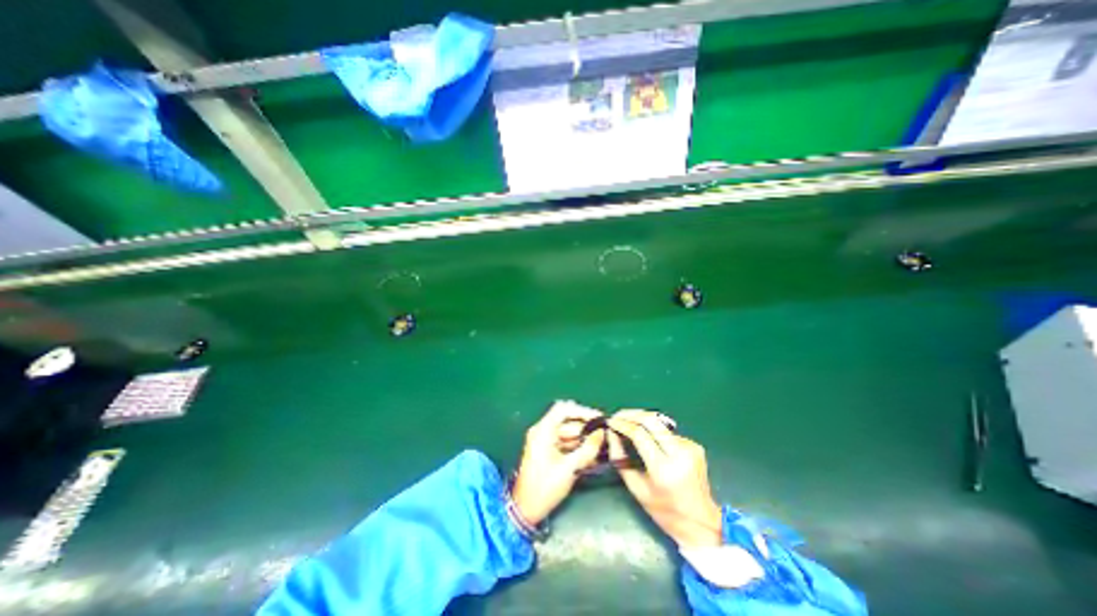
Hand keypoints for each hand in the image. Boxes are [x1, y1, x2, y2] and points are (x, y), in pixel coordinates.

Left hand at [514, 403, 608, 527]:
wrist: (525, 510)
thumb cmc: (544, 488)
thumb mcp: (569, 469)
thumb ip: (587, 449)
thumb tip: (601, 434)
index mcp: (543, 430)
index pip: (564, 409)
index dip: (582, 411)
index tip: (599, 418)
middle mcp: (543, 431)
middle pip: (568, 421)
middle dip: (587, 428)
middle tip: (604, 435)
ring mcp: (544, 441)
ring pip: (569, 433)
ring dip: (584, 439)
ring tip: (601, 447)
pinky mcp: (547, 450)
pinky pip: (566, 442)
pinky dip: (578, 447)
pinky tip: (592, 456)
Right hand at [603, 409, 725, 546]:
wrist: (702, 522)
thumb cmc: (664, 511)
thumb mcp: (636, 489)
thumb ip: (621, 459)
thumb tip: (611, 434)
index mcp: (663, 469)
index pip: (639, 434)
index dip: (622, 424)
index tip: (611, 422)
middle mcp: (679, 453)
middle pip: (651, 420)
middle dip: (631, 414)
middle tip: (618, 415)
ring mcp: (690, 447)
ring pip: (659, 425)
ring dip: (642, 422)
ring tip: (629, 424)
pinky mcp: (695, 445)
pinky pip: (668, 433)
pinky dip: (655, 433)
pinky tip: (650, 440)